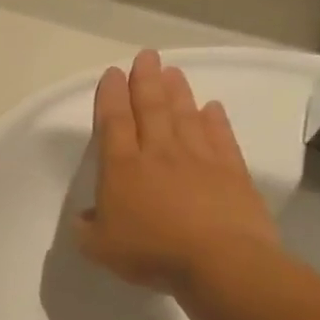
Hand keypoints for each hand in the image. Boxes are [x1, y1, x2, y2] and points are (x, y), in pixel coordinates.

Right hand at [75, 50, 279, 294]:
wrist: (220, 264)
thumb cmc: (152, 253)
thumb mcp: (100, 248)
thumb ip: (87, 228)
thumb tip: (87, 217)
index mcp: (122, 168)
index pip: (113, 123)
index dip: (111, 96)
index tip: (112, 73)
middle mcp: (158, 154)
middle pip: (151, 109)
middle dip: (145, 80)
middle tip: (146, 56)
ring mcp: (198, 160)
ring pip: (185, 116)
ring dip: (178, 92)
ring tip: (172, 71)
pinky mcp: (232, 173)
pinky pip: (220, 138)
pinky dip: (215, 120)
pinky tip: (212, 107)